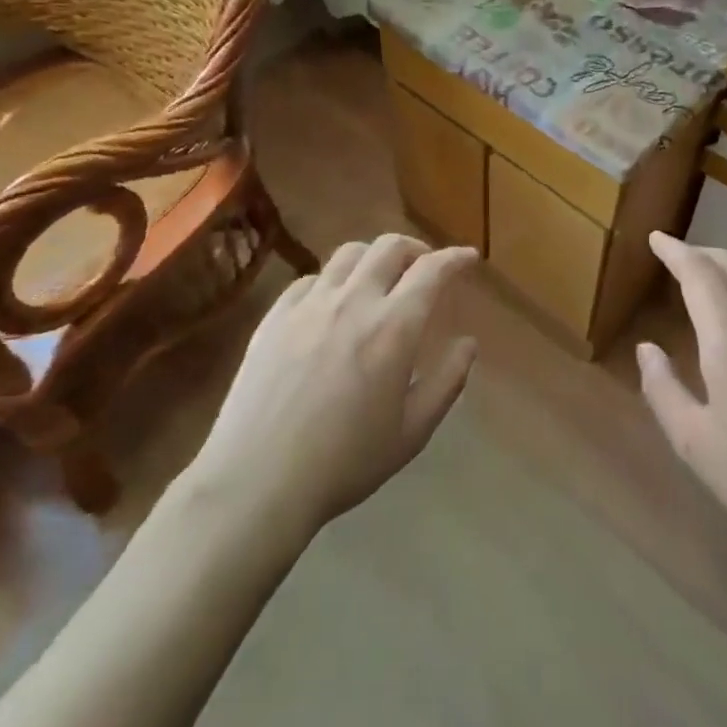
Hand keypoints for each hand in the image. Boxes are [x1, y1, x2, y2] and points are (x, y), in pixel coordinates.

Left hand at [188, 234, 477, 539]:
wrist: (257, 479)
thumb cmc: (344, 462)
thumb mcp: (411, 433)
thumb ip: (447, 382)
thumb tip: (468, 344)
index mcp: (393, 328)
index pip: (432, 271)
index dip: (455, 258)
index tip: (468, 257)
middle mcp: (353, 301)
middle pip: (390, 247)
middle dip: (416, 249)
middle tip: (426, 267)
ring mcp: (309, 304)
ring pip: (348, 254)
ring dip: (374, 257)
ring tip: (380, 279)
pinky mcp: (275, 316)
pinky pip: (311, 279)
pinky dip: (334, 280)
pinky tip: (332, 304)